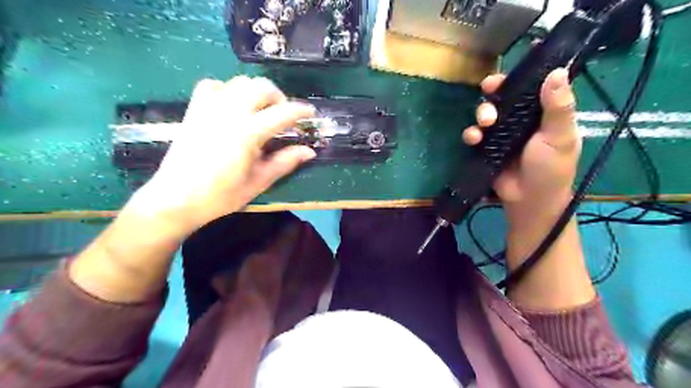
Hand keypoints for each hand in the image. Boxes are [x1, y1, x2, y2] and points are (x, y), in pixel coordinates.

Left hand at [132, 76, 315, 239]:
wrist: (176, 198)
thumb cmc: (221, 195)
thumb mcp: (259, 181)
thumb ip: (285, 162)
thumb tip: (309, 151)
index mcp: (248, 132)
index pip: (282, 113)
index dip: (301, 111)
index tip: (311, 113)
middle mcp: (229, 112)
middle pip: (261, 86)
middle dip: (279, 97)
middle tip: (283, 115)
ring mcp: (209, 107)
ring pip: (240, 82)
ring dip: (256, 92)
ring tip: (261, 111)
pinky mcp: (194, 109)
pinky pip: (214, 86)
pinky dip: (229, 90)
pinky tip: (232, 106)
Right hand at [461, 67, 579, 222]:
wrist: (528, 200)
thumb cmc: (550, 168)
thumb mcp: (560, 137)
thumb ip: (558, 107)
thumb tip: (558, 70)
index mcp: (543, 113)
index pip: (531, 86)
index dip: (520, 76)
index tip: (513, 67)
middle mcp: (520, 119)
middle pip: (504, 96)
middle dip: (494, 91)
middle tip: (489, 89)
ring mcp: (501, 134)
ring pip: (486, 113)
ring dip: (482, 113)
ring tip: (485, 123)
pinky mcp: (486, 148)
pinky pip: (475, 135)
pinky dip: (471, 134)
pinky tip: (474, 139)